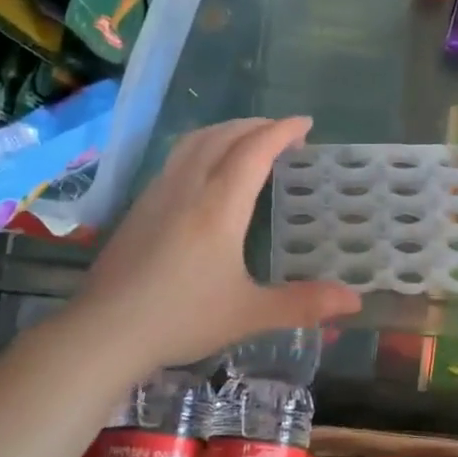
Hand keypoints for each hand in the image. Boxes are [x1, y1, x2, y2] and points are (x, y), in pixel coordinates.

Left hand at [63, 117, 360, 368]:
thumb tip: (354, 301)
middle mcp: (188, 188)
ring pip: (195, 142)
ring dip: (227, 130)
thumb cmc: (180, 319)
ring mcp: (158, 193)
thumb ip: (302, 303)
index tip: (306, 124)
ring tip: (248, 139)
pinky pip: (177, 157)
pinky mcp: (139, 206)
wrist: (103, 332)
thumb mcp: (248, 313)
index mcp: (219, 206)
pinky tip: (206, 169)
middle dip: (257, 126)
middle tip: (284, 132)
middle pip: (224, 136)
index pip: (255, 150)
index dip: (282, 131)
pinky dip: (203, 146)